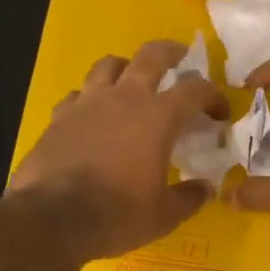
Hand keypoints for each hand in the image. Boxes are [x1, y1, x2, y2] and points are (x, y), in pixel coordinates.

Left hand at [6, 40, 228, 263]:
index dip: (213, 95)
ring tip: (130, 80)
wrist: (50, 219)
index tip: (219, 112)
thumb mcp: (163, 216)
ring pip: (108, 64)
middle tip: (180, 57)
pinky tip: (91, 114)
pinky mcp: (58, 116)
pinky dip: (89, 98)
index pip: (196, 90)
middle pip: (151, 55)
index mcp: (158, 117)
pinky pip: (77, 94)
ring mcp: (87, 103)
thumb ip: (189, 197)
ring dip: (125, 67)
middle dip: (171, 51)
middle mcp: (124, 98)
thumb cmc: (115, 214)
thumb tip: (206, 188)